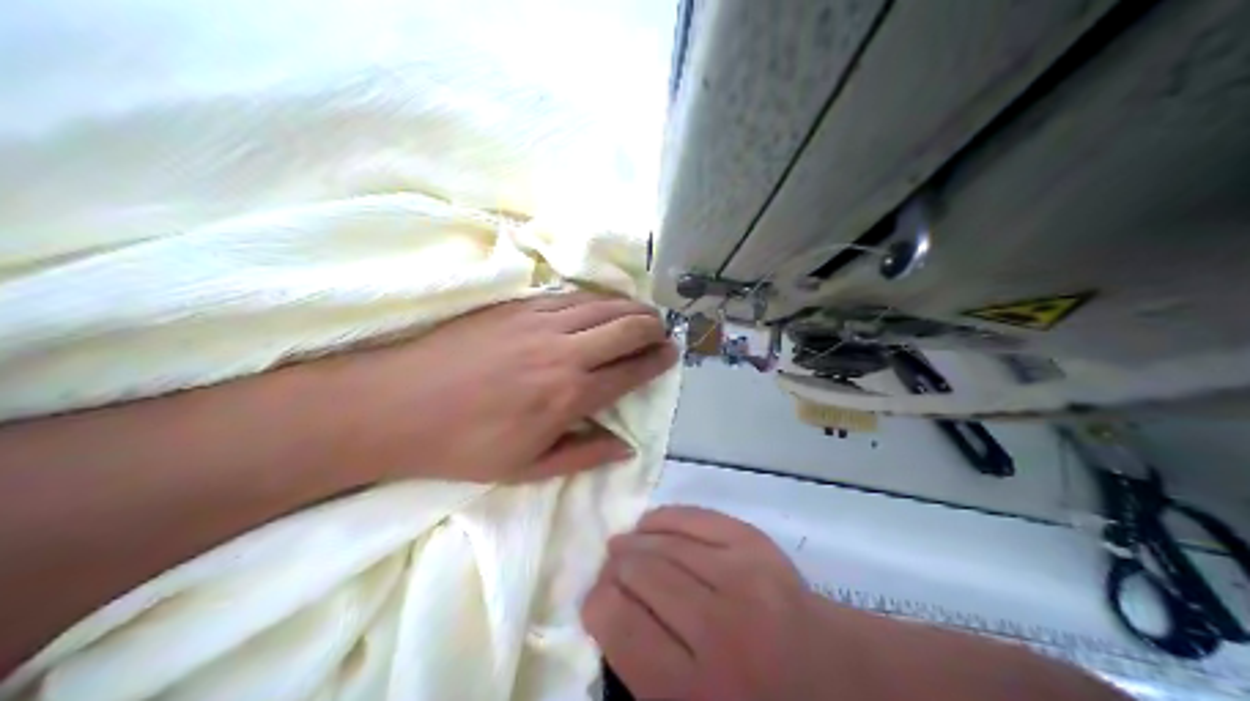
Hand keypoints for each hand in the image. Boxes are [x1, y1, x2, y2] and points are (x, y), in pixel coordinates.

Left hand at [319, 291, 678, 480]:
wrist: (397, 406)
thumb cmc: (463, 446)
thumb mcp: (527, 468)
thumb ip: (583, 455)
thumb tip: (626, 446)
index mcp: (569, 395)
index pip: (630, 370)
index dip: (657, 361)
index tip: (670, 355)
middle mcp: (563, 351)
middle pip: (625, 328)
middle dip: (652, 328)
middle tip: (661, 333)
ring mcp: (538, 322)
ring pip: (601, 305)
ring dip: (628, 308)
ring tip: (641, 314)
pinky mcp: (515, 306)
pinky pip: (568, 296)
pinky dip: (594, 299)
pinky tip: (599, 303)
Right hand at [580, 505, 833, 700]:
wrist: (837, 678)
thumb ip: (642, 673)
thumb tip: (607, 614)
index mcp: (693, 688)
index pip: (618, 622)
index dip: (595, 604)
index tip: (596, 603)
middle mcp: (716, 628)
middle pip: (639, 574)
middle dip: (613, 570)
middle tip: (609, 573)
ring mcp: (743, 579)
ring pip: (665, 543)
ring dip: (634, 541)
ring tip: (623, 546)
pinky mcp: (760, 548)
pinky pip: (699, 518)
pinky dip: (668, 517)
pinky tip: (651, 524)